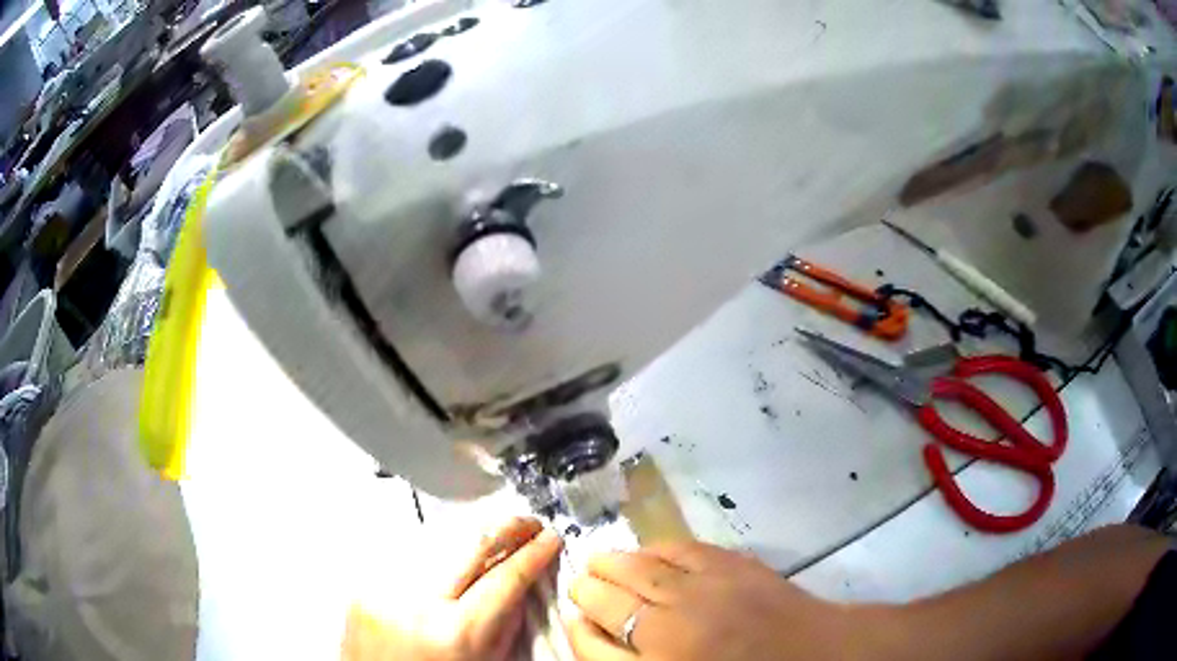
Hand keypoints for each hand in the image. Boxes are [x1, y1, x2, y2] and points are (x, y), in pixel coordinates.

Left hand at [342, 517, 561, 660]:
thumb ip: (507, 622)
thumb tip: (524, 580)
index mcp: (456, 633)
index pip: (505, 578)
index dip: (533, 554)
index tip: (549, 539)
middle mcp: (416, 604)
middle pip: (471, 544)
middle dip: (507, 527)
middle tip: (528, 523)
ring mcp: (384, 589)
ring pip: (438, 540)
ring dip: (472, 533)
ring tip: (495, 534)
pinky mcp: (364, 584)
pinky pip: (409, 554)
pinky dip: (437, 549)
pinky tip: (451, 553)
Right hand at [567, 541, 880, 660]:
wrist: (815, 653)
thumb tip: (598, 636)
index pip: (591, 644)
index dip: (576, 628)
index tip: (574, 619)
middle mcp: (671, 627)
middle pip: (606, 600)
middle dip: (585, 589)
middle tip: (580, 584)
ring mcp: (702, 591)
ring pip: (637, 569)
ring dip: (611, 562)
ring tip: (599, 560)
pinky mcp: (732, 565)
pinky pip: (679, 549)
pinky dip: (655, 549)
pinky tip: (647, 551)